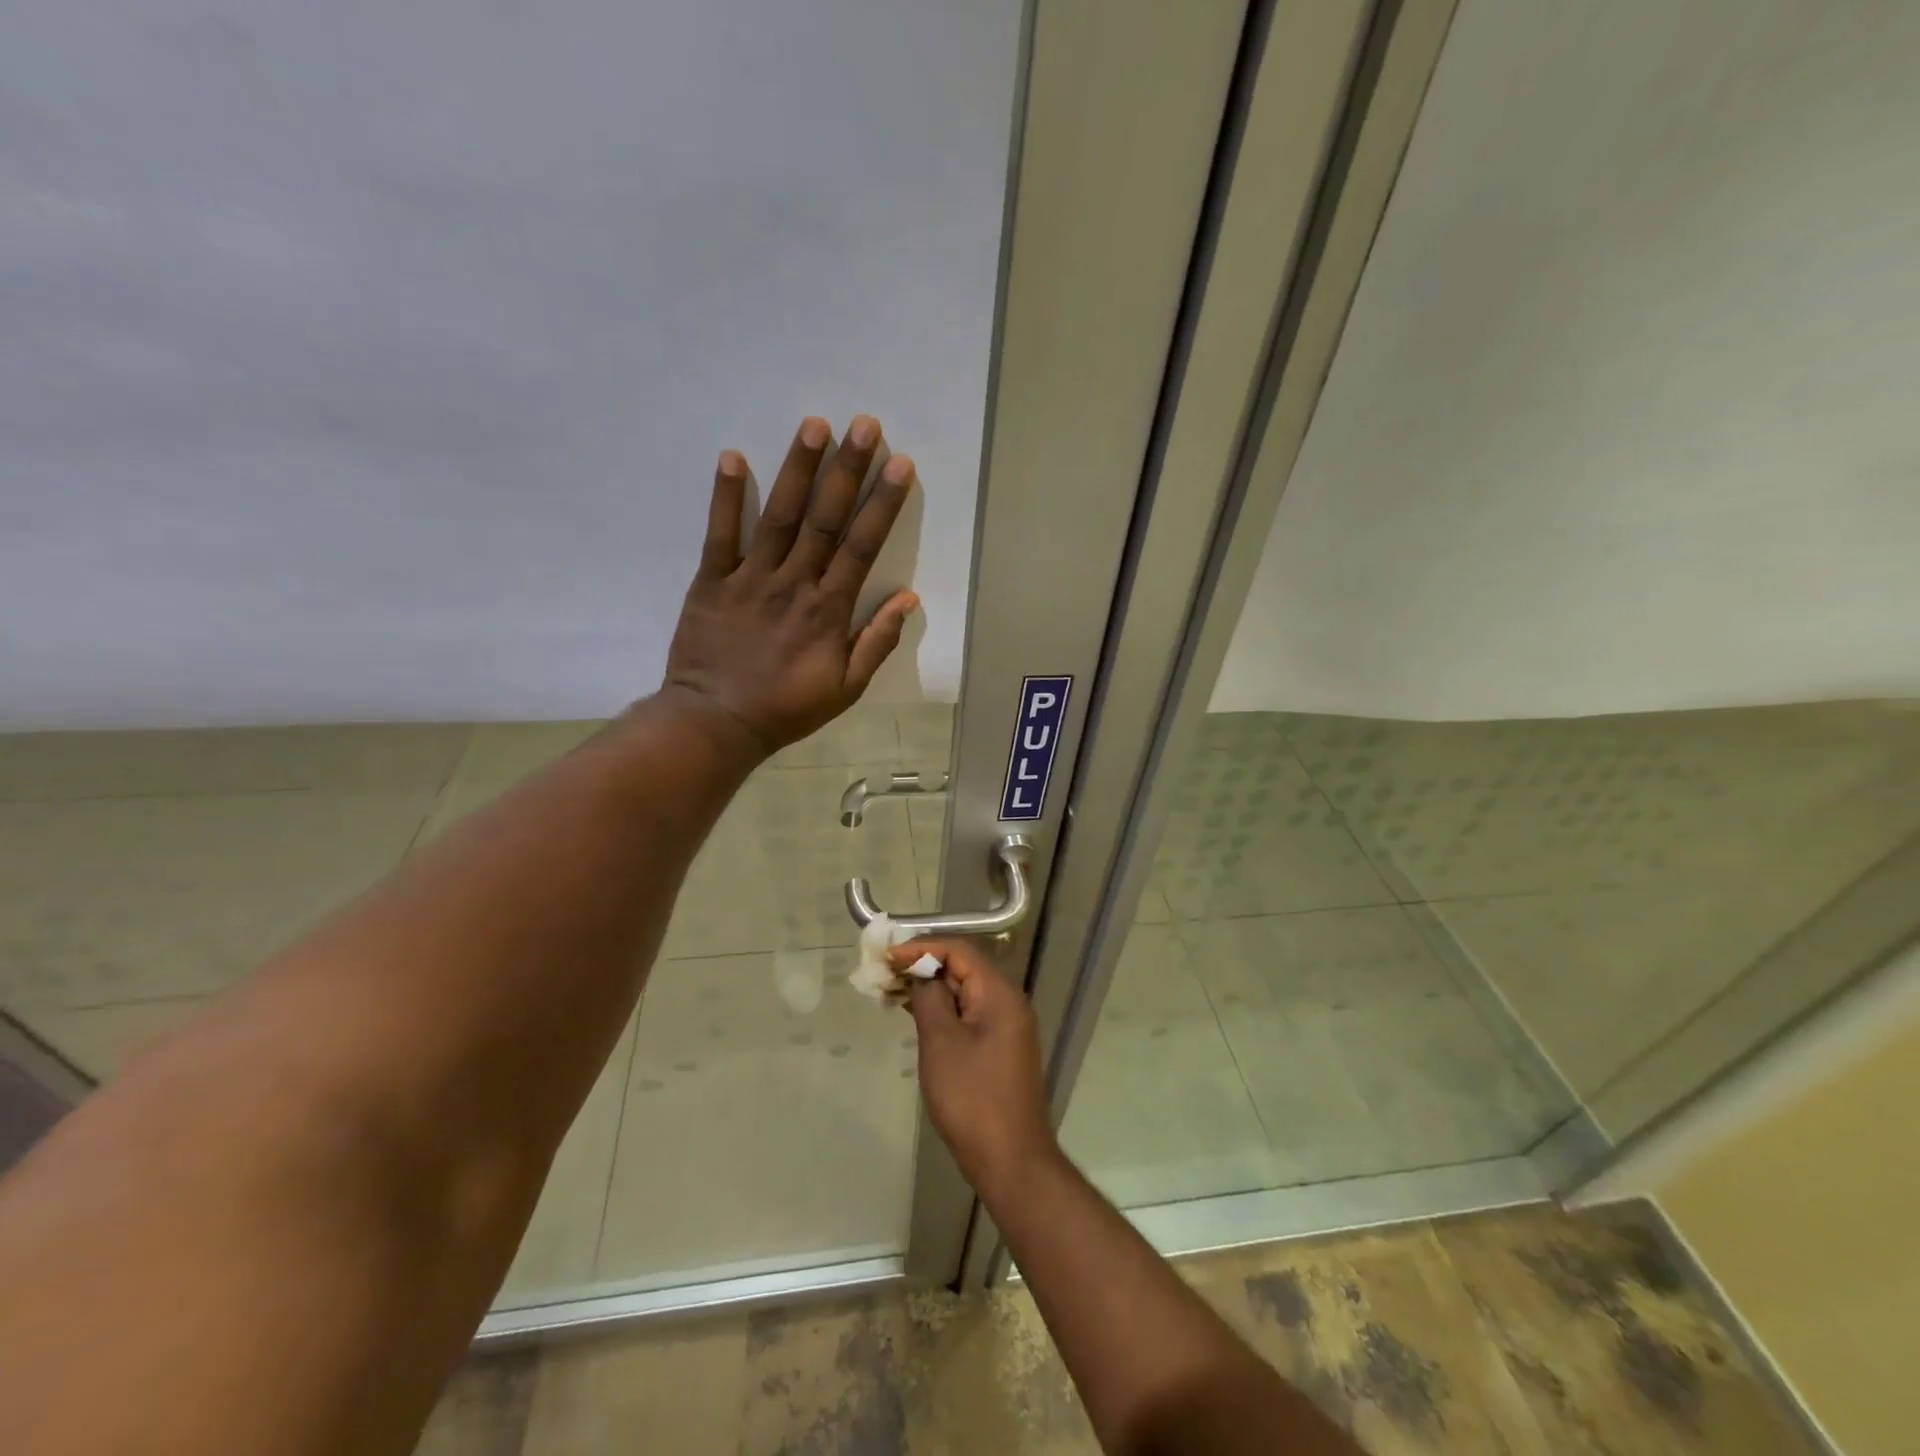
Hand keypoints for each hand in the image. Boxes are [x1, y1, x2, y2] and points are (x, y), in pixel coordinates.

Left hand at [663, 415, 918, 755]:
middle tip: (864, 424)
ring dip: (798, 469)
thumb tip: (908, 598)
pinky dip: (726, 496)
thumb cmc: (787, 708)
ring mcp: (750, 579)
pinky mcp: (711, 581)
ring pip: (779, 517)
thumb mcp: (846, 688)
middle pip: (825, 519)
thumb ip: (877, 642)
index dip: (882, 504)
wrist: (717, 723)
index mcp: (829, 610)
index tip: (899, 465)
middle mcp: (794, 584)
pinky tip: (733, 456)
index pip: (862, 547)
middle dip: (847, 470)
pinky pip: (719, 534)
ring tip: (814, 425)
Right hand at [896, 939, 1058, 1196]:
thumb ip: (929, 999)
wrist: (1011, 1159)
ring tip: (891, 992)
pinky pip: (968, 1014)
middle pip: (963, 968)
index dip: (921, 947)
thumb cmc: (972, 1098)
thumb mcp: (941, 1043)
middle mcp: (1008, 1002)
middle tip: (884, 974)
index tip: (887, 956)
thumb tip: (922, 975)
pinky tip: (915, 1015)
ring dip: (930, 989)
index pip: (959, 950)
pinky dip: (942, 1010)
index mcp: (999, 994)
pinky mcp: (999, 1048)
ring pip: (964, 992)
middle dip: (923, 966)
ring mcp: (1006, 1026)